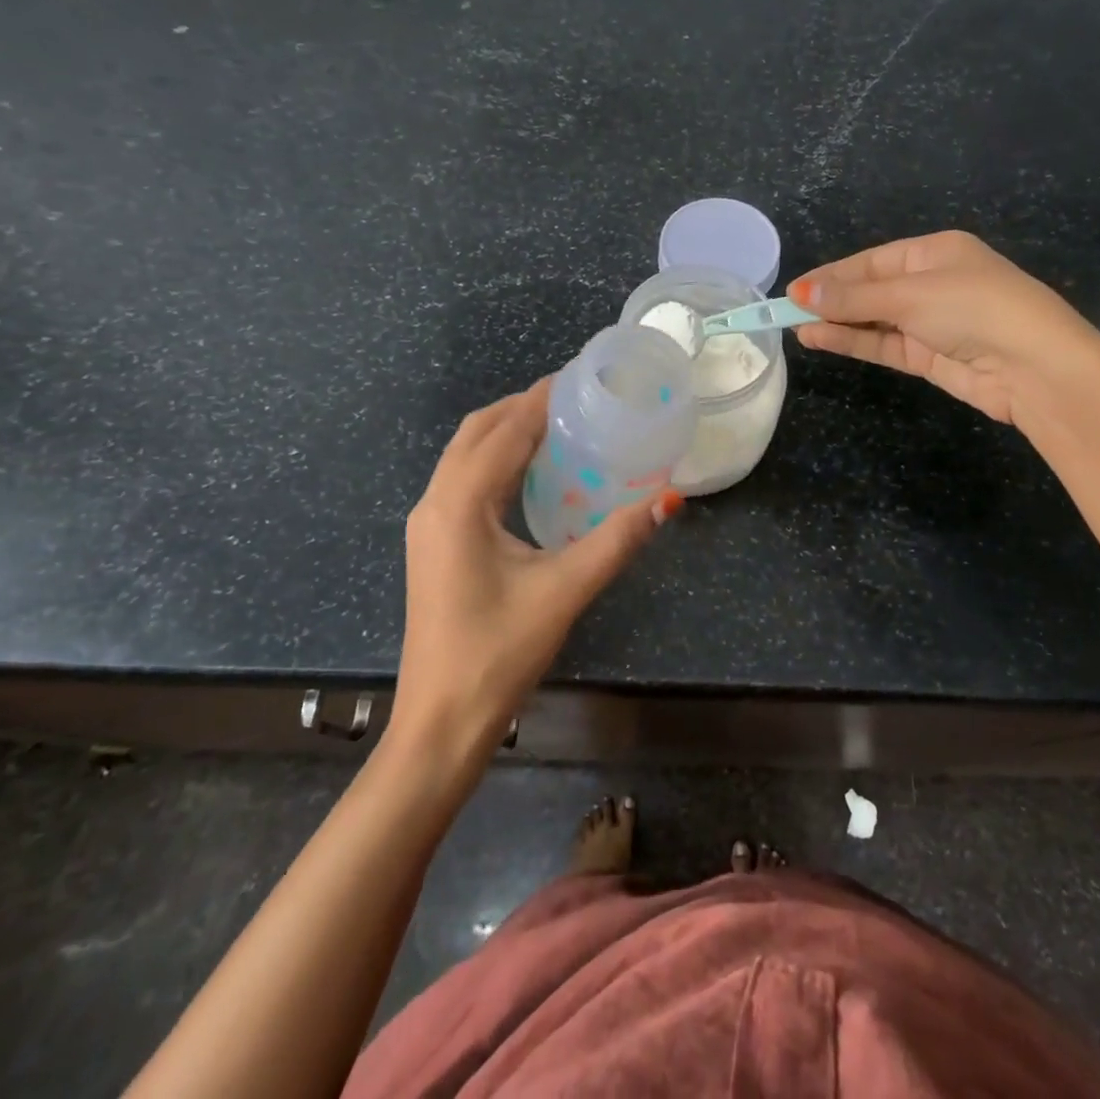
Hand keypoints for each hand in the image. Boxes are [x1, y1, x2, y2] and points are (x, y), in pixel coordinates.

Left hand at [390, 380, 683, 766]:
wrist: (441, 722)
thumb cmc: (499, 653)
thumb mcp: (565, 591)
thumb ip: (618, 539)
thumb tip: (671, 499)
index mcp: (460, 504)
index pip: (504, 430)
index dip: (542, 398)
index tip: (582, 377)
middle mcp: (435, 502)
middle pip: (477, 431)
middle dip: (522, 407)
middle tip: (575, 399)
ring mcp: (428, 524)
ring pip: (464, 455)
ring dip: (506, 431)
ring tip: (559, 426)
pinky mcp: (433, 544)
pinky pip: (463, 480)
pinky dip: (495, 460)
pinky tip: (532, 474)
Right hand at [791, 230, 1099, 427]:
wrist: (1035, 367)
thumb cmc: (975, 308)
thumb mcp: (910, 295)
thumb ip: (853, 299)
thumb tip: (800, 294)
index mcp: (935, 252)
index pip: (871, 261)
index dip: (832, 275)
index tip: (794, 290)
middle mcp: (932, 283)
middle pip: (870, 289)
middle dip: (831, 300)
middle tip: (786, 311)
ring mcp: (930, 322)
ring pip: (873, 320)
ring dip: (837, 323)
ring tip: (795, 328)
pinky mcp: (929, 356)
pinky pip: (882, 344)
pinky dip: (853, 342)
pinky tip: (820, 339)